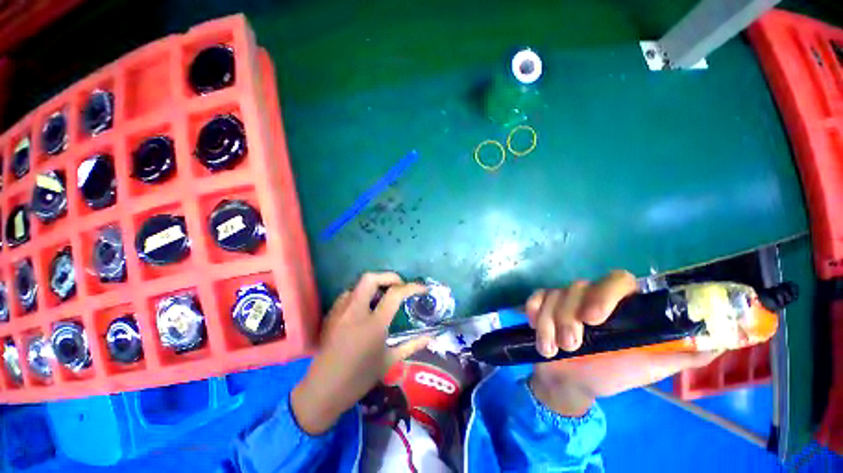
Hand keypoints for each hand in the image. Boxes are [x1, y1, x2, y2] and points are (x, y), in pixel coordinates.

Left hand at [291, 272, 431, 433]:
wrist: (323, 391)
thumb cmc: (359, 378)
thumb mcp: (389, 361)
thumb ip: (412, 345)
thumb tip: (431, 336)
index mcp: (373, 324)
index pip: (395, 294)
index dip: (412, 287)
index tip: (422, 289)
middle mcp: (355, 312)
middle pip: (371, 278)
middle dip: (389, 277)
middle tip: (399, 286)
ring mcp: (340, 311)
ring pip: (358, 285)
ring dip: (374, 285)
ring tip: (383, 296)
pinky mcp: (330, 315)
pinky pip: (348, 295)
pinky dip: (361, 294)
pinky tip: (365, 308)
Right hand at [525, 270, 720, 415]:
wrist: (569, 383)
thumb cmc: (610, 375)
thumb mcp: (649, 367)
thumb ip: (681, 353)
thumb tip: (722, 339)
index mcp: (620, 307)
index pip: (618, 281)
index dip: (605, 293)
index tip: (594, 319)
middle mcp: (591, 297)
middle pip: (577, 287)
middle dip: (569, 316)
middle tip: (571, 345)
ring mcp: (564, 299)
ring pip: (554, 295)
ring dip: (549, 323)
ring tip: (551, 349)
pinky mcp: (542, 304)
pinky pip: (535, 297)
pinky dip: (533, 310)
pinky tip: (533, 325)